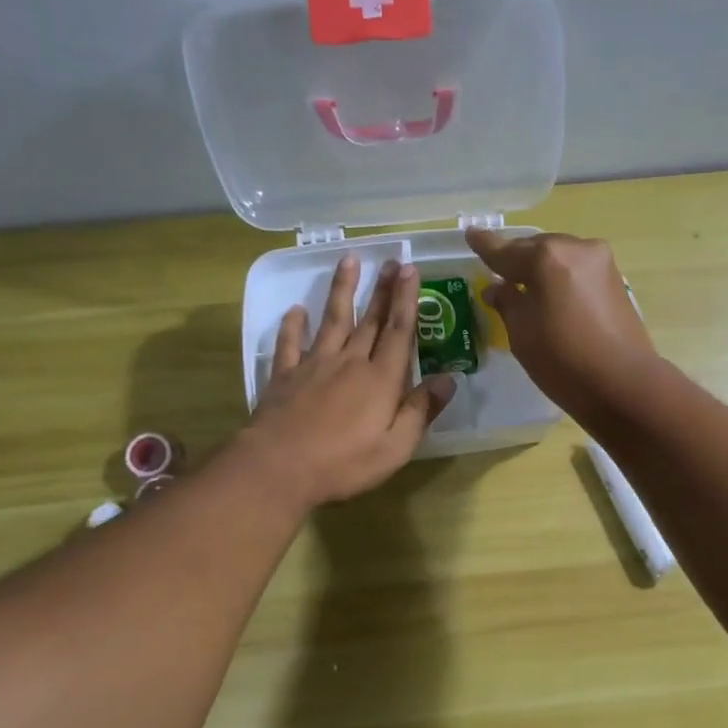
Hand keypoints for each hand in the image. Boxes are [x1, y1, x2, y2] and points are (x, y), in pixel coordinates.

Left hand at [243, 255, 455, 507]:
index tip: (410, 270)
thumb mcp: (396, 447)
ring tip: (348, 261)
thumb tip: (448, 379)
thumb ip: (421, 411)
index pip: (398, 331)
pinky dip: (293, 325)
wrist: (279, 468)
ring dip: (341, 290)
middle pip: (369, 320)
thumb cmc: (344, 463)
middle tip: (390, 259)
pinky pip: (290, 343)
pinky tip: (296, 310)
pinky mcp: (285, 376)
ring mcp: (314, 365)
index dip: (406, 300)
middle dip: (382, 289)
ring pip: (332, 320)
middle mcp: (349, 362)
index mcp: (381, 380)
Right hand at [465, 228, 658, 421]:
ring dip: (541, 269)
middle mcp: (576, 248)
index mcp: (546, 257)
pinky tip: (552, 295)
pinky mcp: (616, 279)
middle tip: (498, 273)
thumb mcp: (522, 334)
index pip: (505, 250)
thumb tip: (497, 288)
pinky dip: (561, 278)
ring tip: (524, 287)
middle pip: (536, 248)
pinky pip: (577, 270)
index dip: (485, 246)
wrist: (623, 384)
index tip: (470, 233)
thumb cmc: (563, 361)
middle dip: (516, 259)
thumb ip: (507, 303)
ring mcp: (601, 262)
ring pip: (559, 257)